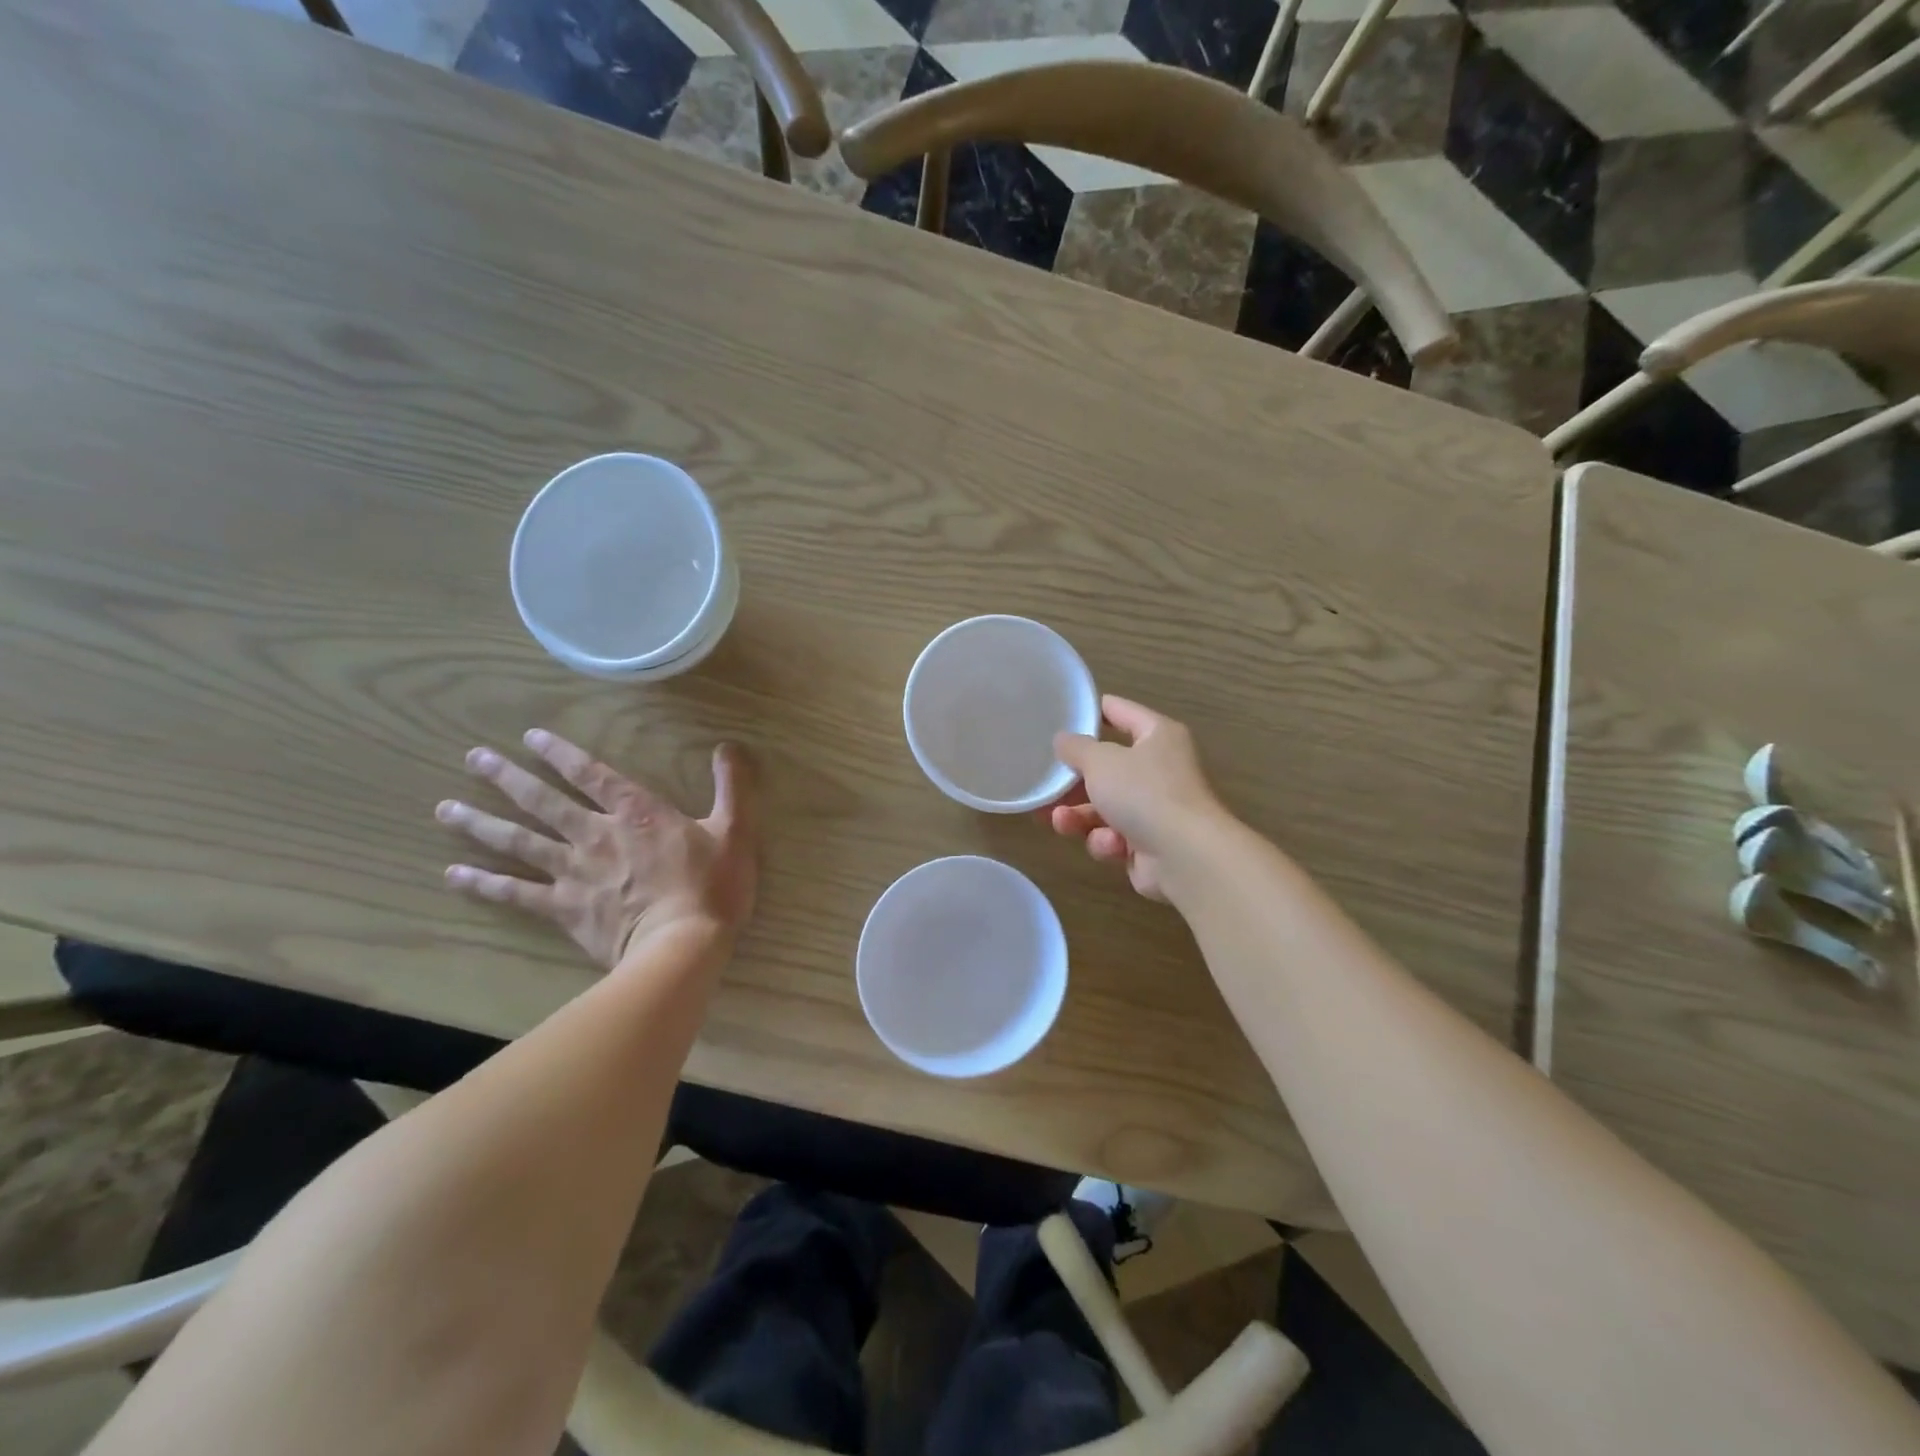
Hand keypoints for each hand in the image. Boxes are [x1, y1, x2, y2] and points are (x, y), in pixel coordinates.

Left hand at [436, 730, 757, 968]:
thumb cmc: (713, 886)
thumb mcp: (737, 829)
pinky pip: (515, 893)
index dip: (562, 753)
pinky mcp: (564, 909)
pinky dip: (483, 883)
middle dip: (508, 777)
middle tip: (473, 758)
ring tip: (446, 808)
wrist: (682, 946)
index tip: (530, 737)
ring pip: (520, 841)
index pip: (593, 773)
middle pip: (544, 801)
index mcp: (638, 812)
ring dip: (482, 823)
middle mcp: (597, 834)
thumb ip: (732, 785)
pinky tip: (454, 874)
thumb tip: (728, 747)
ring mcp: (575, 872)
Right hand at [1048, 696, 1226, 901]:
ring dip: (1079, 816)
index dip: (1089, 712)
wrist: (1185, 857)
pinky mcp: (1148, 843)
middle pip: (1106, 767)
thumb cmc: (1144, 793)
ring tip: (1060, 821)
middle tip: (1045, 784)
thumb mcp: (1100, 761)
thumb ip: (1076, 747)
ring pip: (1103, 806)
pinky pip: (1114, 836)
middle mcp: (1159, 768)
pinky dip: (1106, 841)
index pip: (1119, 711)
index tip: (1057, 715)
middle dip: (1073, 781)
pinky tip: (1110, 845)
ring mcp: (1155, 808)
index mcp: (1157, 736)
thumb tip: (1063, 740)